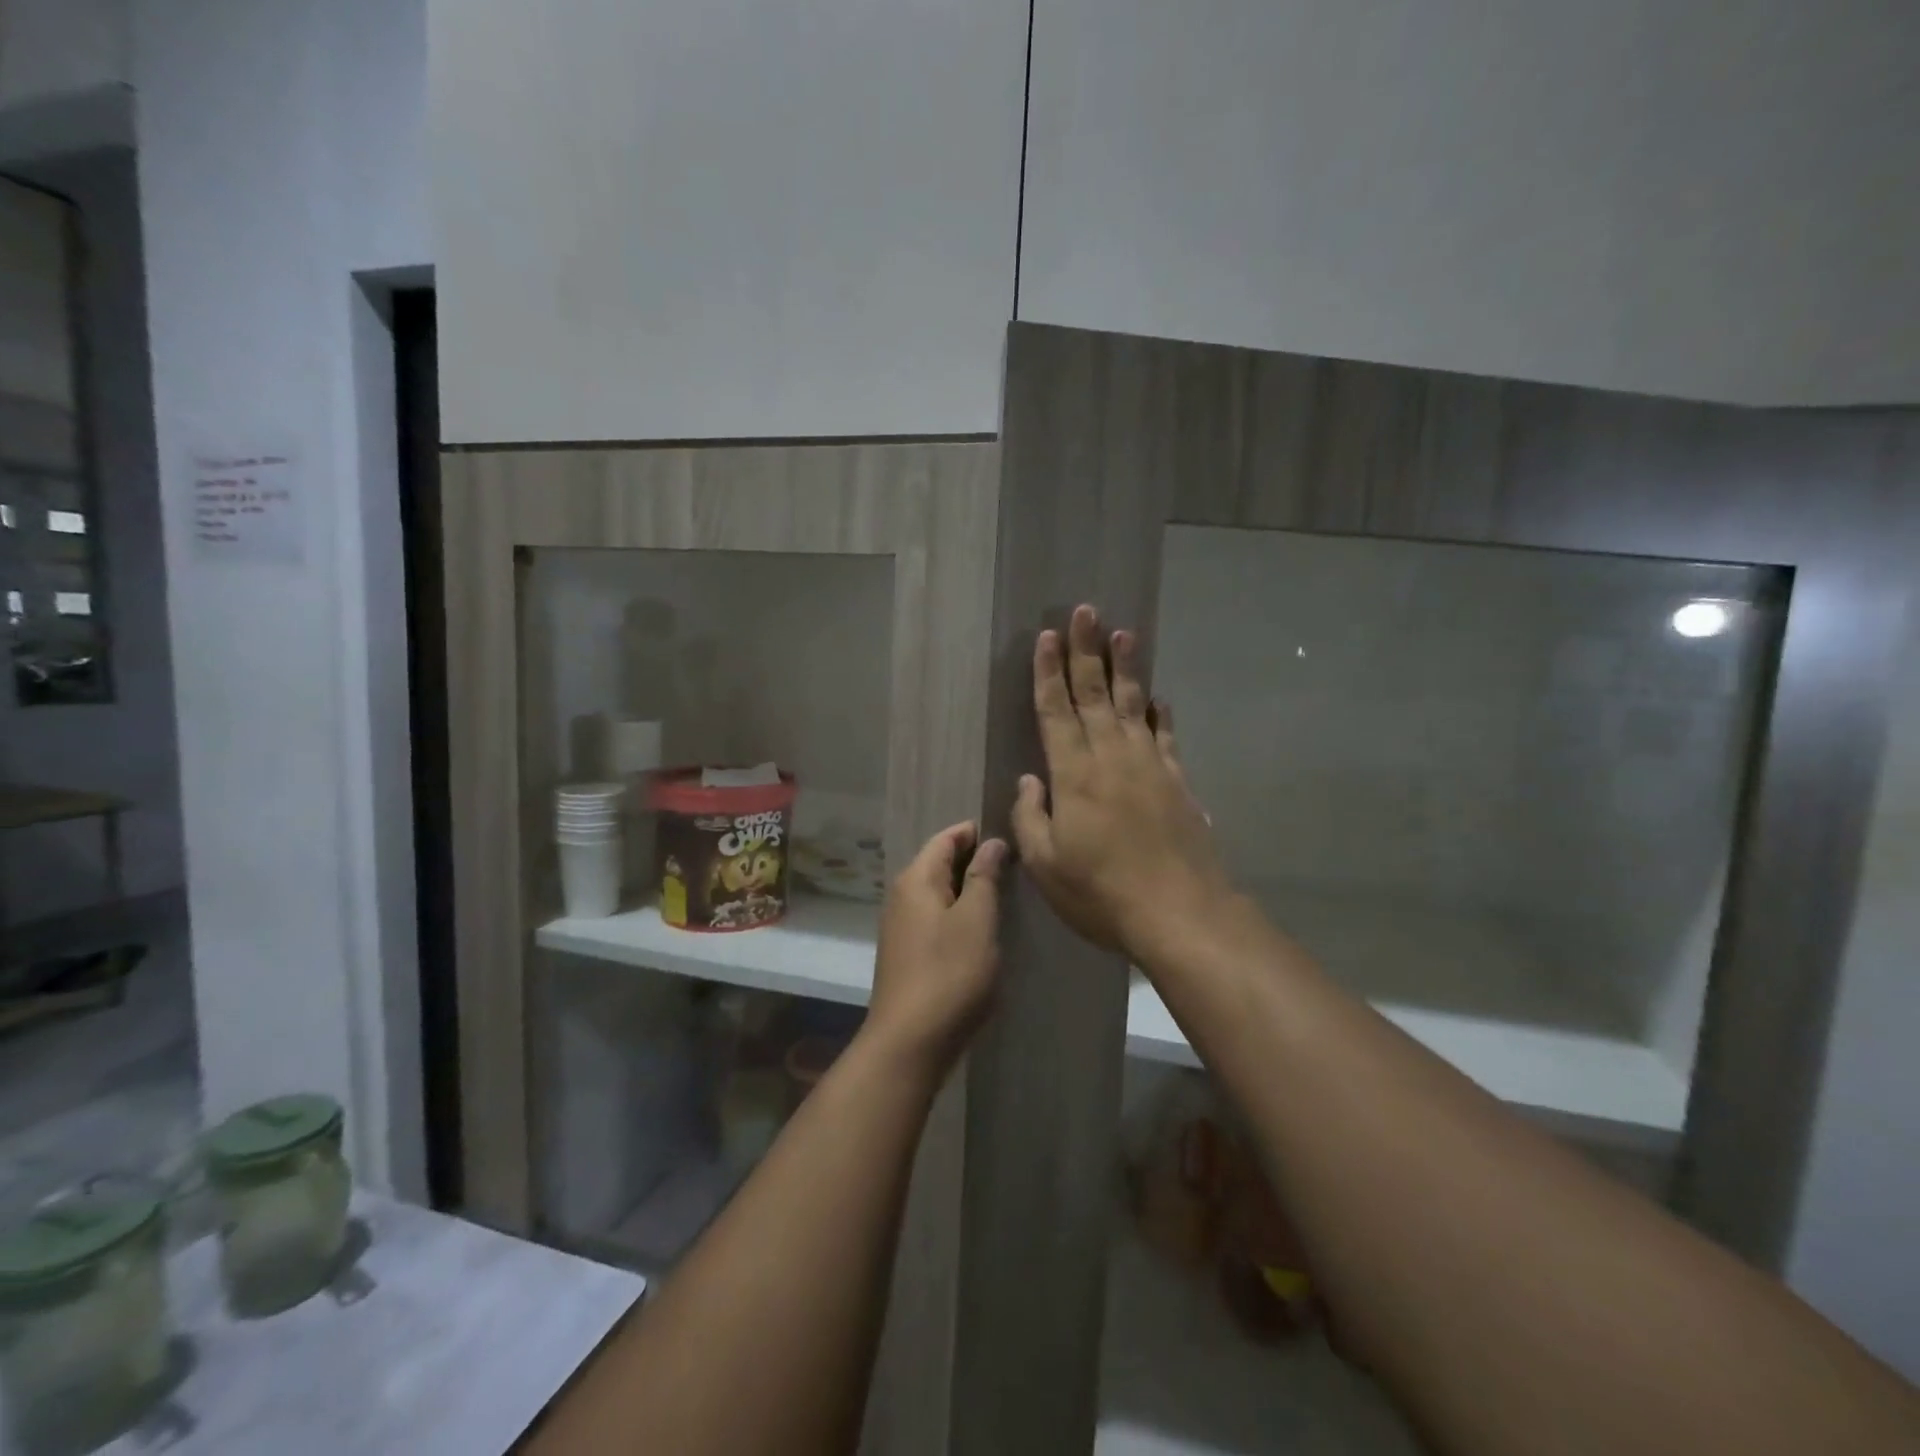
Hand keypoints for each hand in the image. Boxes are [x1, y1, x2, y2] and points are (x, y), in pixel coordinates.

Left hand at [866, 821, 1008, 1073]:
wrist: (910, 1042)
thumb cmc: (949, 974)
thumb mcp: (976, 920)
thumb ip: (984, 877)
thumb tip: (991, 842)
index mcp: (916, 879)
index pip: (946, 838)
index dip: (975, 832)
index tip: (1010, 833)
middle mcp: (902, 896)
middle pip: (940, 863)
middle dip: (975, 860)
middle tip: (1016, 863)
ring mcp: (902, 926)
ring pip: (940, 893)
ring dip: (969, 889)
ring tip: (1006, 892)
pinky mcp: (908, 953)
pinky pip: (936, 918)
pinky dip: (959, 914)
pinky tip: (983, 927)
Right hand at [1011, 605, 1232, 959]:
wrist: (1179, 912)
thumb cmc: (1101, 892)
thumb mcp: (1046, 864)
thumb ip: (1031, 816)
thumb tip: (1031, 779)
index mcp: (1074, 774)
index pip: (1056, 711)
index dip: (1048, 673)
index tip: (1046, 637)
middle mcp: (1111, 757)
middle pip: (1094, 694)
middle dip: (1086, 651)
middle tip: (1084, 612)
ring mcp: (1149, 766)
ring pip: (1132, 705)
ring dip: (1125, 668)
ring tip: (1124, 633)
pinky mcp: (1177, 781)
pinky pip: (1165, 736)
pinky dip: (1160, 713)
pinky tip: (1157, 697)